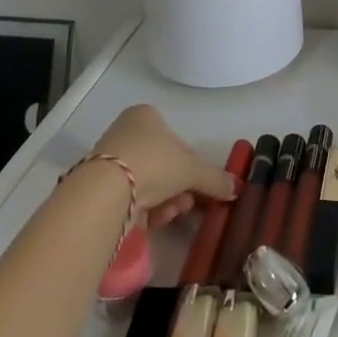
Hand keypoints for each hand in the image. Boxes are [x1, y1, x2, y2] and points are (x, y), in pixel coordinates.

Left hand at [90, 105, 236, 224]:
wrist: (107, 191)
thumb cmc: (153, 162)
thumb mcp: (192, 168)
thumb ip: (215, 178)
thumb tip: (236, 187)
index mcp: (146, 116)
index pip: (176, 140)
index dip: (191, 164)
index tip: (198, 184)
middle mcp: (126, 133)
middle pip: (163, 164)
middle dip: (179, 187)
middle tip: (189, 203)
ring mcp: (111, 161)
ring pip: (150, 184)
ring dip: (167, 200)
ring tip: (172, 213)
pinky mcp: (100, 189)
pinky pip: (133, 198)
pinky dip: (147, 210)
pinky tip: (155, 219)